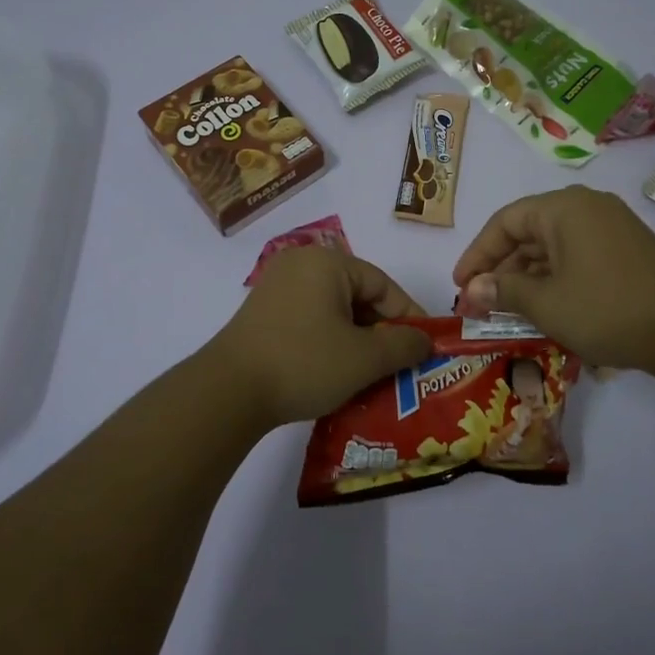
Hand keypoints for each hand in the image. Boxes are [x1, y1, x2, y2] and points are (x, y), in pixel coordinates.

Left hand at [206, 247, 432, 429]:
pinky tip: (339, 372)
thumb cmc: (304, 363)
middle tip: (400, 365)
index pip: (383, 285)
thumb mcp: (364, 358)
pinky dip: (330, 342)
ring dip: (357, 340)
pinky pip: (311, 320)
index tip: (425, 348)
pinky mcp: (263, 313)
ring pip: (334, 311)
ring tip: (373, 374)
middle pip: (358, 295)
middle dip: (382, 332)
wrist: (229, 392)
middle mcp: (301, 264)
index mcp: (327, 262)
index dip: (409, 317)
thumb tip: (425, 341)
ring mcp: (277, 288)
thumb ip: (404, 345)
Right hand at [452, 185, 654, 373]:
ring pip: (552, 248)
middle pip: (528, 233)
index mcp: (563, 208)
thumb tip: (471, 291)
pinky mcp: (626, 251)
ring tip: (506, 311)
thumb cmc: (607, 308)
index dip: (477, 254)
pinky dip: (554, 279)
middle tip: (479, 304)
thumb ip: (503, 292)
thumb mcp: (546, 303)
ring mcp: (610, 228)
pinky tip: (544, 308)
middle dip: (500, 270)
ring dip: (527, 278)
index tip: (461, 285)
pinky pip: (576, 257)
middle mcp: (586, 208)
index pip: (504, 222)